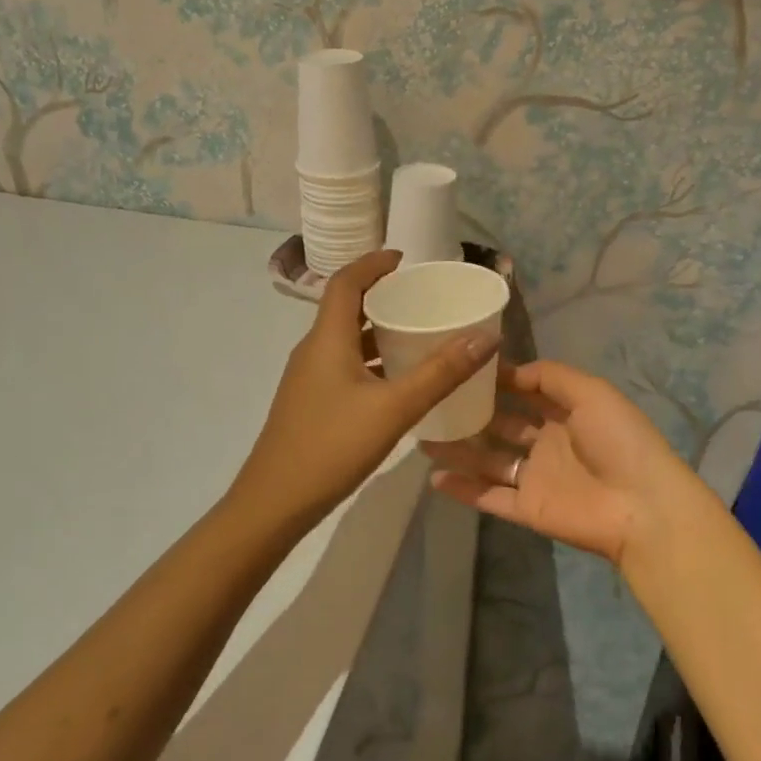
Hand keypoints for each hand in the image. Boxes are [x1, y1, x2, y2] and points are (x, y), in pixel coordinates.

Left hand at [232, 251, 498, 532]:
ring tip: (418, 333)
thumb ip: (440, 373)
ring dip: (378, 330)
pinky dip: (372, 359)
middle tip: (422, 297)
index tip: (404, 258)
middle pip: (346, 308)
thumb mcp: (393, 408)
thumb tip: (485, 336)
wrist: (275, 502)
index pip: (346, 282)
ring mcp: (309, 378)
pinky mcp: (312, 402)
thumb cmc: (332, 447)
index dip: (373, 263)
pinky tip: (399, 381)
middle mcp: (314, 350)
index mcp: (327, 339)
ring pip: (346, 340)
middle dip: (382, 295)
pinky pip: (345, 365)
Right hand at [421, 360, 703, 569]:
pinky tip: (433, 476)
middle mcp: (547, 444)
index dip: (498, 381)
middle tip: (433, 400)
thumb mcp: (591, 392)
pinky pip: (489, 497)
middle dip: (472, 413)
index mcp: (566, 414)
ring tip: (422, 435)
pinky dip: (463, 489)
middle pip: (502, 426)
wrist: (641, 506)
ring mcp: (536, 478)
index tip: (463, 367)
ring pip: (488, 460)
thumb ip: (551, 377)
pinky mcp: (527, 509)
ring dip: (459, 449)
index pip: (525, 393)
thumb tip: (511, 370)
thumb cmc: (619, 441)